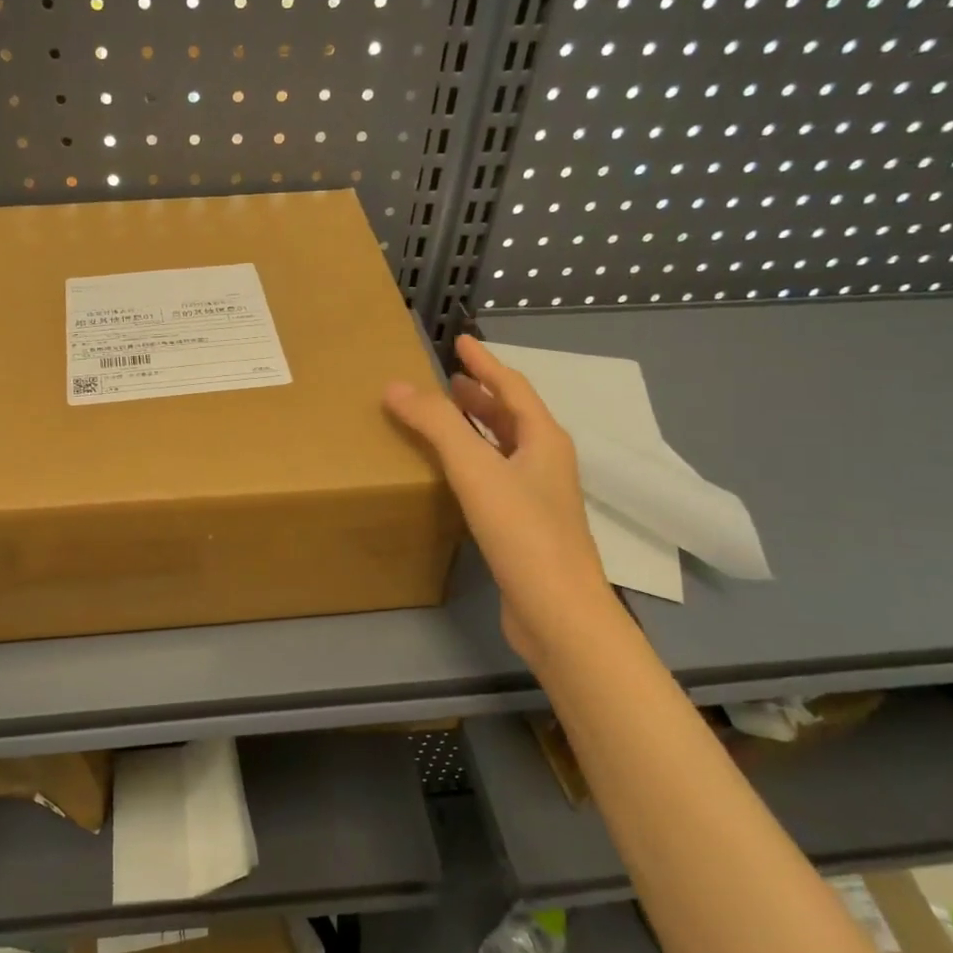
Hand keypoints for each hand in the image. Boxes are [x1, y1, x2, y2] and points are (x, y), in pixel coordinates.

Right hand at [384, 336, 611, 664]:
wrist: (557, 611)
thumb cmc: (522, 532)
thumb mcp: (476, 469)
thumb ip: (437, 425)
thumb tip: (395, 386)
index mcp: (543, 440)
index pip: (512, 387)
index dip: (484, 362)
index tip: (460, 341)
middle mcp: (546, 462)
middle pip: (511, 416)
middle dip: (481, 394)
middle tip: (449, 380)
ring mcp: (538, 497)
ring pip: (504, 448)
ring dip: (477, 427)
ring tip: (446, 417)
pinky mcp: (524, 527)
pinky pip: (495, 477)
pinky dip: (473, 461)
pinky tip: (452, 474)